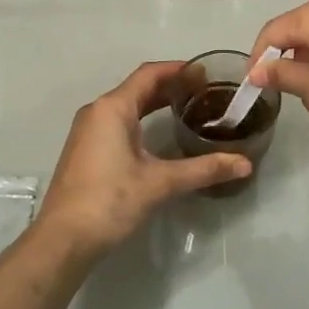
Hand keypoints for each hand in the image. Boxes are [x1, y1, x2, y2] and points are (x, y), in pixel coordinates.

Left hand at [35, 60, 251, 255]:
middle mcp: (97, 112)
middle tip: (205, 92)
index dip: (179, 70)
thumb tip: (244, 164)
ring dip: (155, 103)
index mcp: (113, 108)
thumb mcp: (160, 183)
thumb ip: (203, 169)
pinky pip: (118, 122)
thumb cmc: (110, 200)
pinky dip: (142, 120)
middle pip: (138, 88)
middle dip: (171, 86)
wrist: (63, 239)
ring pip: (127, 106)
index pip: (149, 75)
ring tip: (188, 109)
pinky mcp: (86, 150)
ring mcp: (88, 131)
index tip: (207, 73)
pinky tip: (159, 136)